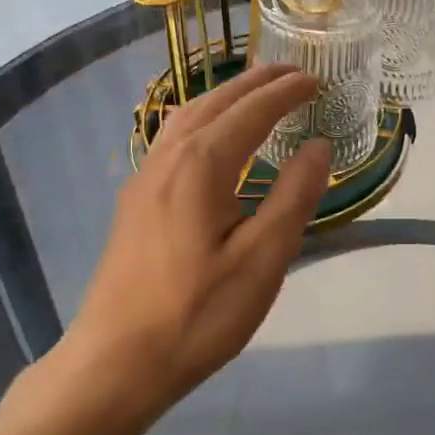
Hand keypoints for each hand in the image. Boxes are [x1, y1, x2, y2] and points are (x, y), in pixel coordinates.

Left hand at [55, 64, 332, 411]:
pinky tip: (213, 138)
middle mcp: (169, 158)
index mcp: (202, 165)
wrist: (115, 362)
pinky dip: (204, 118)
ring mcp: (145, 178)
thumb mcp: (262, 259)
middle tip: (294, 73)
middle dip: (256, 83)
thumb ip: (293, 196)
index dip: (286, 92)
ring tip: (258, 93)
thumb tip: (319, 145)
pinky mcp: (136, 200)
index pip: (252, 111)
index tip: (317, 80)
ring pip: (189, 116)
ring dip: (227, 96)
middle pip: (216, 103)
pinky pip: (173, 137)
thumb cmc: (197, 314)